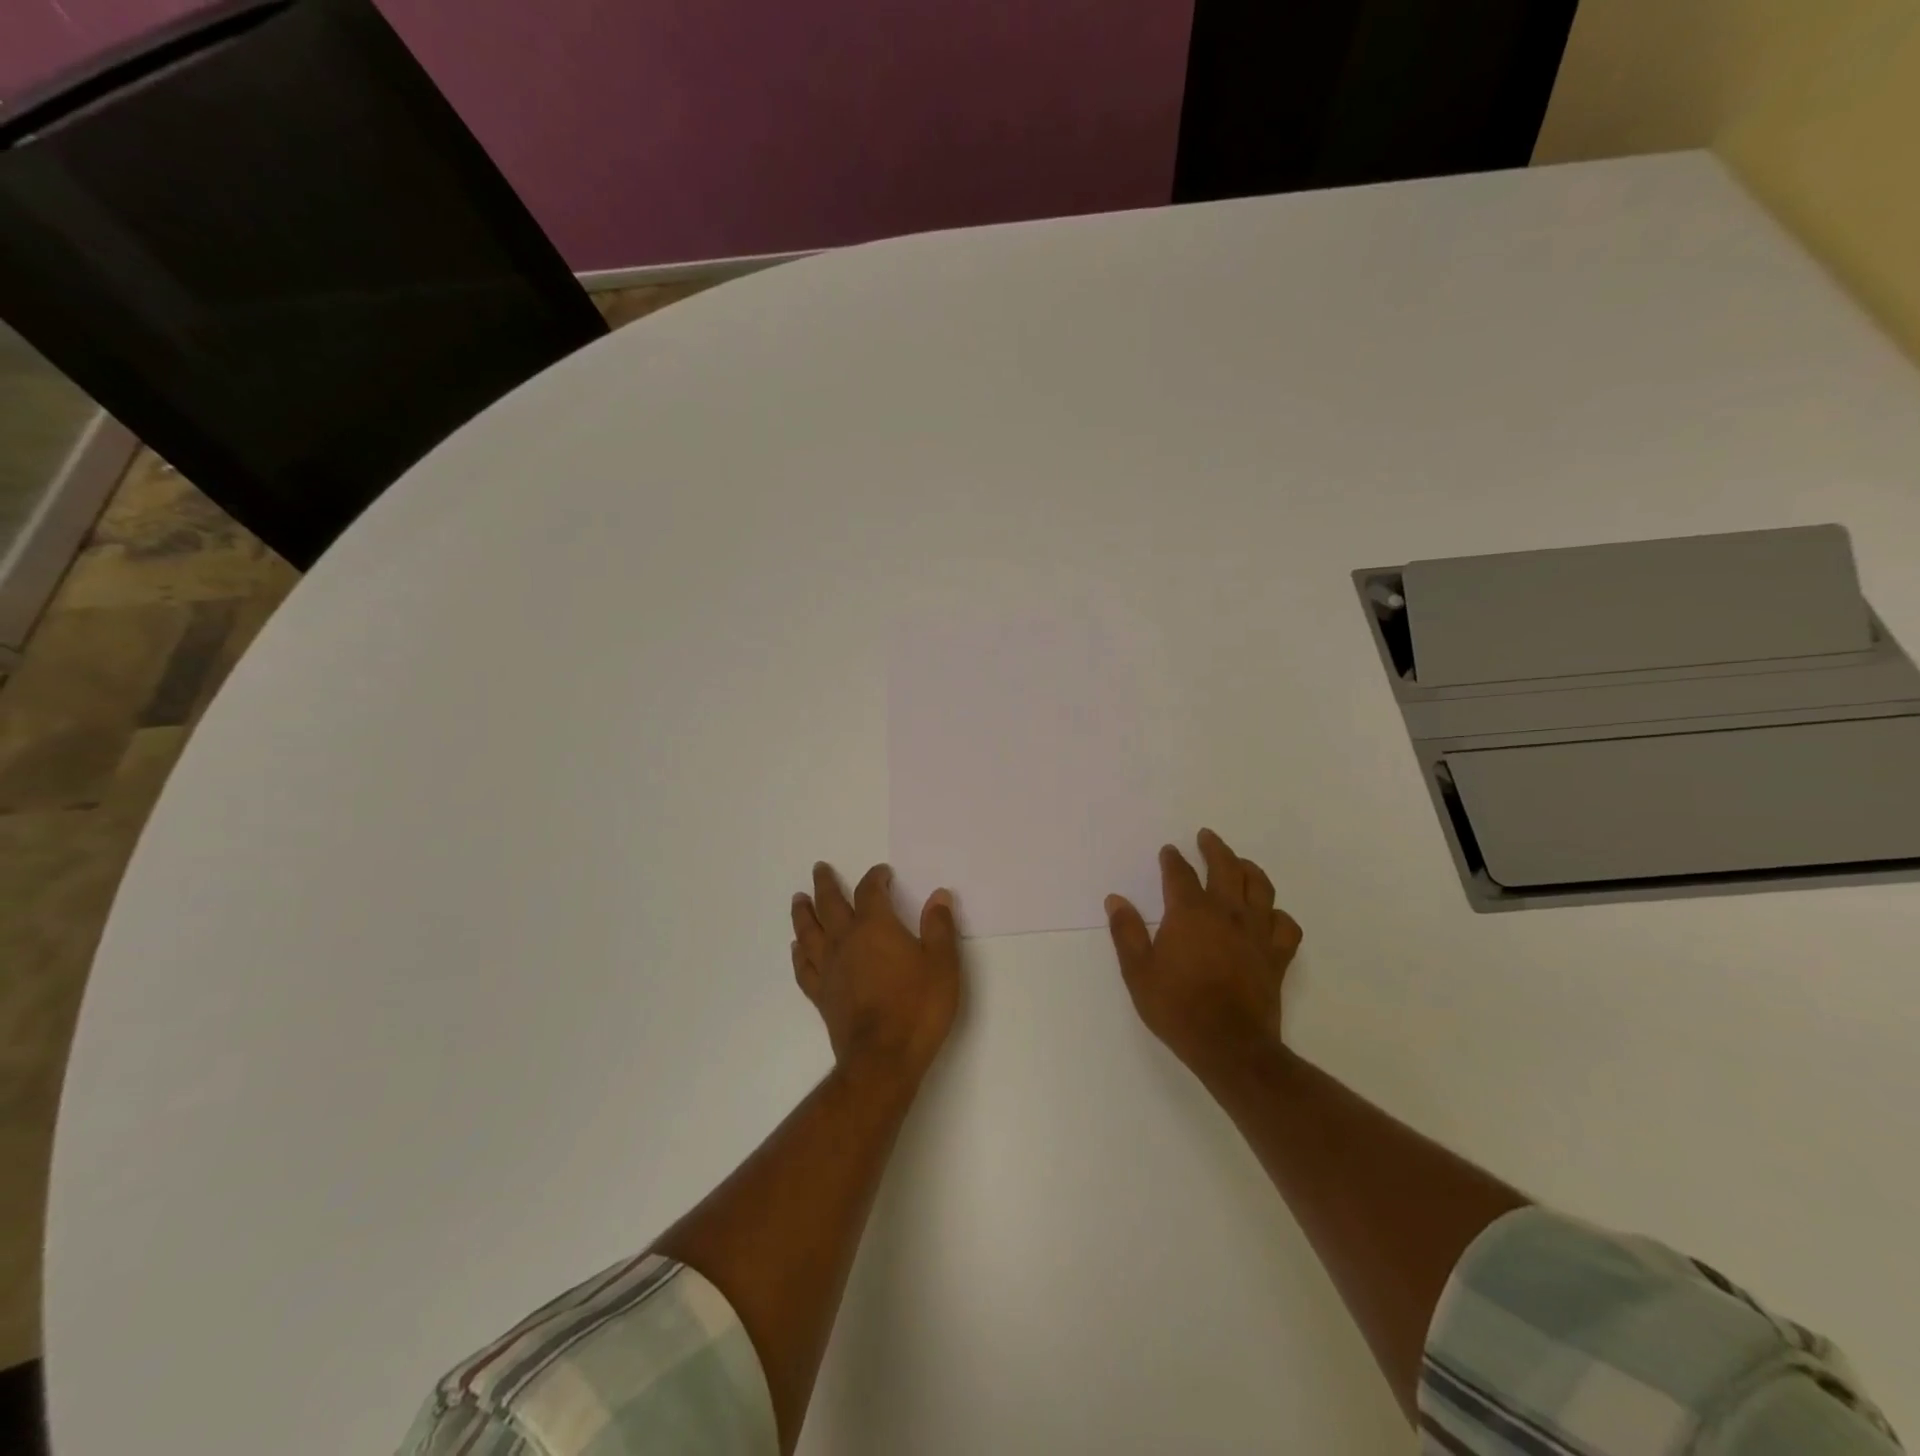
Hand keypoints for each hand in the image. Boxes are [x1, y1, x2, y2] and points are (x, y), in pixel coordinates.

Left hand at [791, 862, 962, 1092]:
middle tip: (819, 868)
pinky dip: (798, 953)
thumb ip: (939, 927)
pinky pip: (803, 966)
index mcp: (876, 926)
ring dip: (803, 912)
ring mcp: (829, 968)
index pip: (871, 891)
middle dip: (825, 883)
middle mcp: (846, 940)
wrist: (883, 1058)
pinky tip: (796, 948)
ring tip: (798, 898)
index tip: (882, 873)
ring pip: (808, 931)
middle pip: (830, 903)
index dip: (876, 877)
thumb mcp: (942, 964)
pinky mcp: (821, 994)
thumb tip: (938, 895)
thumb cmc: (918, 1007)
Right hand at [1105, 829, 1302, 1074]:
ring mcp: (1256, 933)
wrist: (1229, 1046)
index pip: (1180, 874)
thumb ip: (1126, 932)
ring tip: (1241, 863)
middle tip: (1207, 836)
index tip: (1169, 850)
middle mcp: (1226, 913)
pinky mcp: (1276, 957)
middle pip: (1226, 868)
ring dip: (1249, 869)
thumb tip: (1115, 899)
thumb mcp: (1138, 971)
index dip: (1173, 859)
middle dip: (1215, 848)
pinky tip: (1269, 914)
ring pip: (1260, 888)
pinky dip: (1277, 914)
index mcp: (1190, 913)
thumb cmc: (1177, 1007)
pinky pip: (1285, 926)